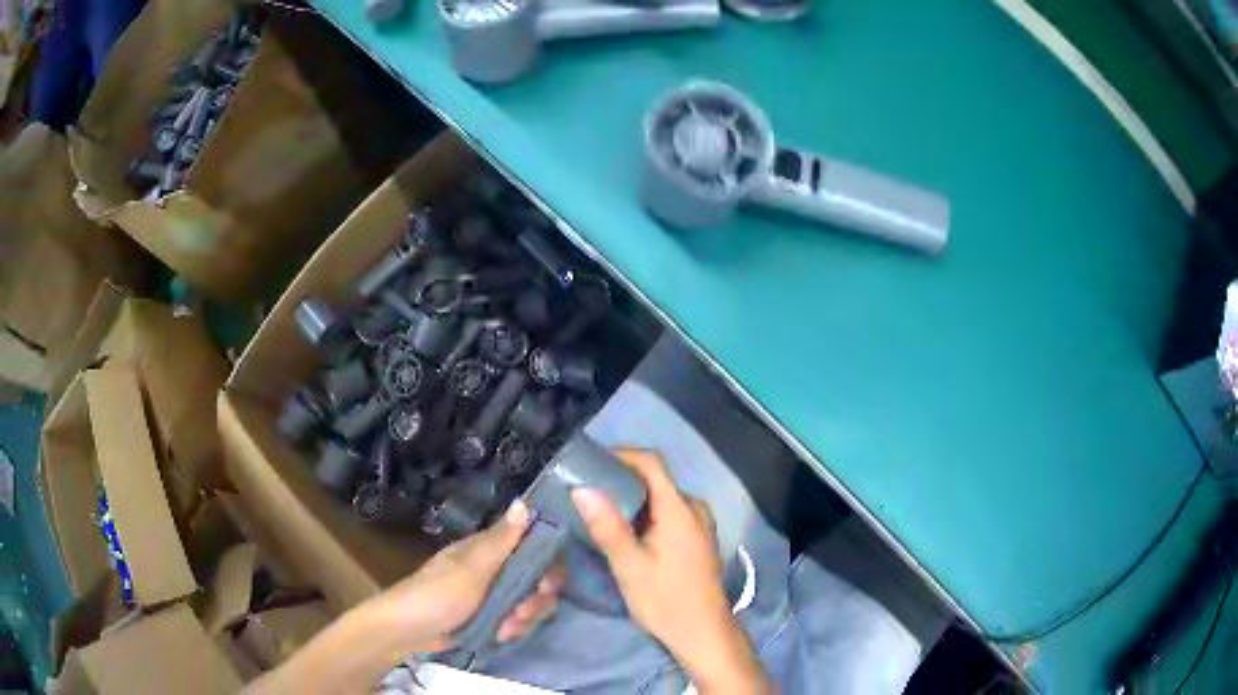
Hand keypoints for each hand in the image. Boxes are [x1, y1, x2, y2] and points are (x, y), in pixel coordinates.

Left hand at [374, 500, 565, 651]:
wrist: (407, 631)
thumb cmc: (437, 595)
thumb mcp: (471, 569)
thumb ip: (501, 540)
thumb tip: (525, 501)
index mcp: (490, 549)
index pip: (535, 546)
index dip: (549, 564)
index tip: (546, 584)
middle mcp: (497, 568)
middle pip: (539, 578)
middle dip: (537, 599)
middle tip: (523, 612)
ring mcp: (495, 595)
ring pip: (531, 602)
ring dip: (525, 618)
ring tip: (506, 629)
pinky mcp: (492, 617)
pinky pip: (519, 620)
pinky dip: (515, 629)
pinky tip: (501, 636)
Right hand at [571, 449, 770, 692]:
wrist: (704, 633)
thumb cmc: (666, 600)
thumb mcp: (629, 566)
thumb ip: (607, 526)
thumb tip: (581, 489)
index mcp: (680, 509)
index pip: (651, 463)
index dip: (620, 455)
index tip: (588, 462)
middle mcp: (694, 508)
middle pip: (655, 479)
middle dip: (619, 479)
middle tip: (584, 489)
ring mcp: (699, 523)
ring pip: (660, 498)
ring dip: (630, 499)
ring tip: (596, 509)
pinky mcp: (697, 538)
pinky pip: (667, 513)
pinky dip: (643, 515)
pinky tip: (622, 531)